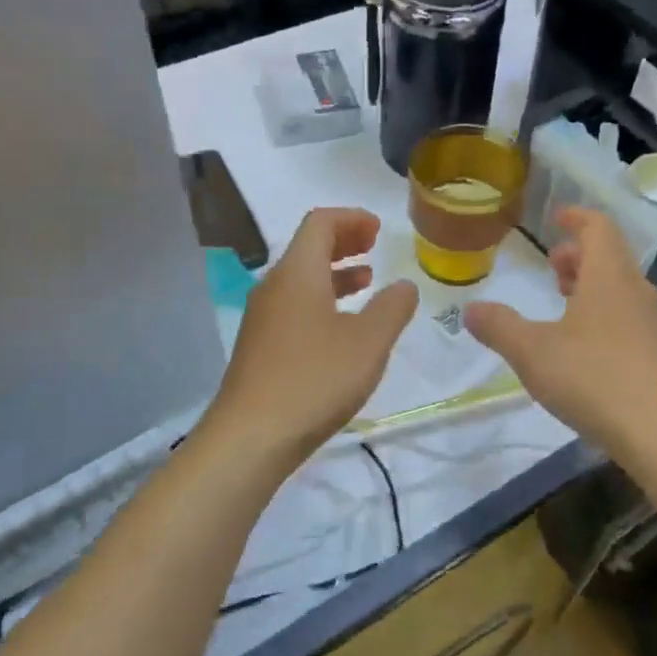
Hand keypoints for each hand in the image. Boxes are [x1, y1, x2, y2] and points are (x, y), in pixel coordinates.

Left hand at [203, 207, 417, 466]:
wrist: (252, 436)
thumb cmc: (315, 379)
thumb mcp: (368, 343)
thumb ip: (392, 308)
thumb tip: (404, 286)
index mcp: (298, 273)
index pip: (320, 223)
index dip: (351, 219)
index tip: (378, 230)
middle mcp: (274, 287)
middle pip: (307, 248)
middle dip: (343, 242)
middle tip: (373, 247)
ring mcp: (262, 319)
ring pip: (301, 280)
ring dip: (334, 274)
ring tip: (365, 283)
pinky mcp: (260, 347)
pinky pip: (294, 307)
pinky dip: (322, 301)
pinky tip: (341, 329)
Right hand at [463, 207, 656, 456]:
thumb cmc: (595, 379)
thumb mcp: (534, 352)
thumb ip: (499, 327)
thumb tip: (471, 309)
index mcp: (609, 276)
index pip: (598, 227)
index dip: (576, 217)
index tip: (556, 218)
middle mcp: (637, 291)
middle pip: (611, 257)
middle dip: (579, 256)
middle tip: (551, 267)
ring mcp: (654, 324)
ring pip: (621, 289)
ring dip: (591, 287)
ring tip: (564, 303)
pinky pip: (629, 318)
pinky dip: (604, 315)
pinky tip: (584, 348)